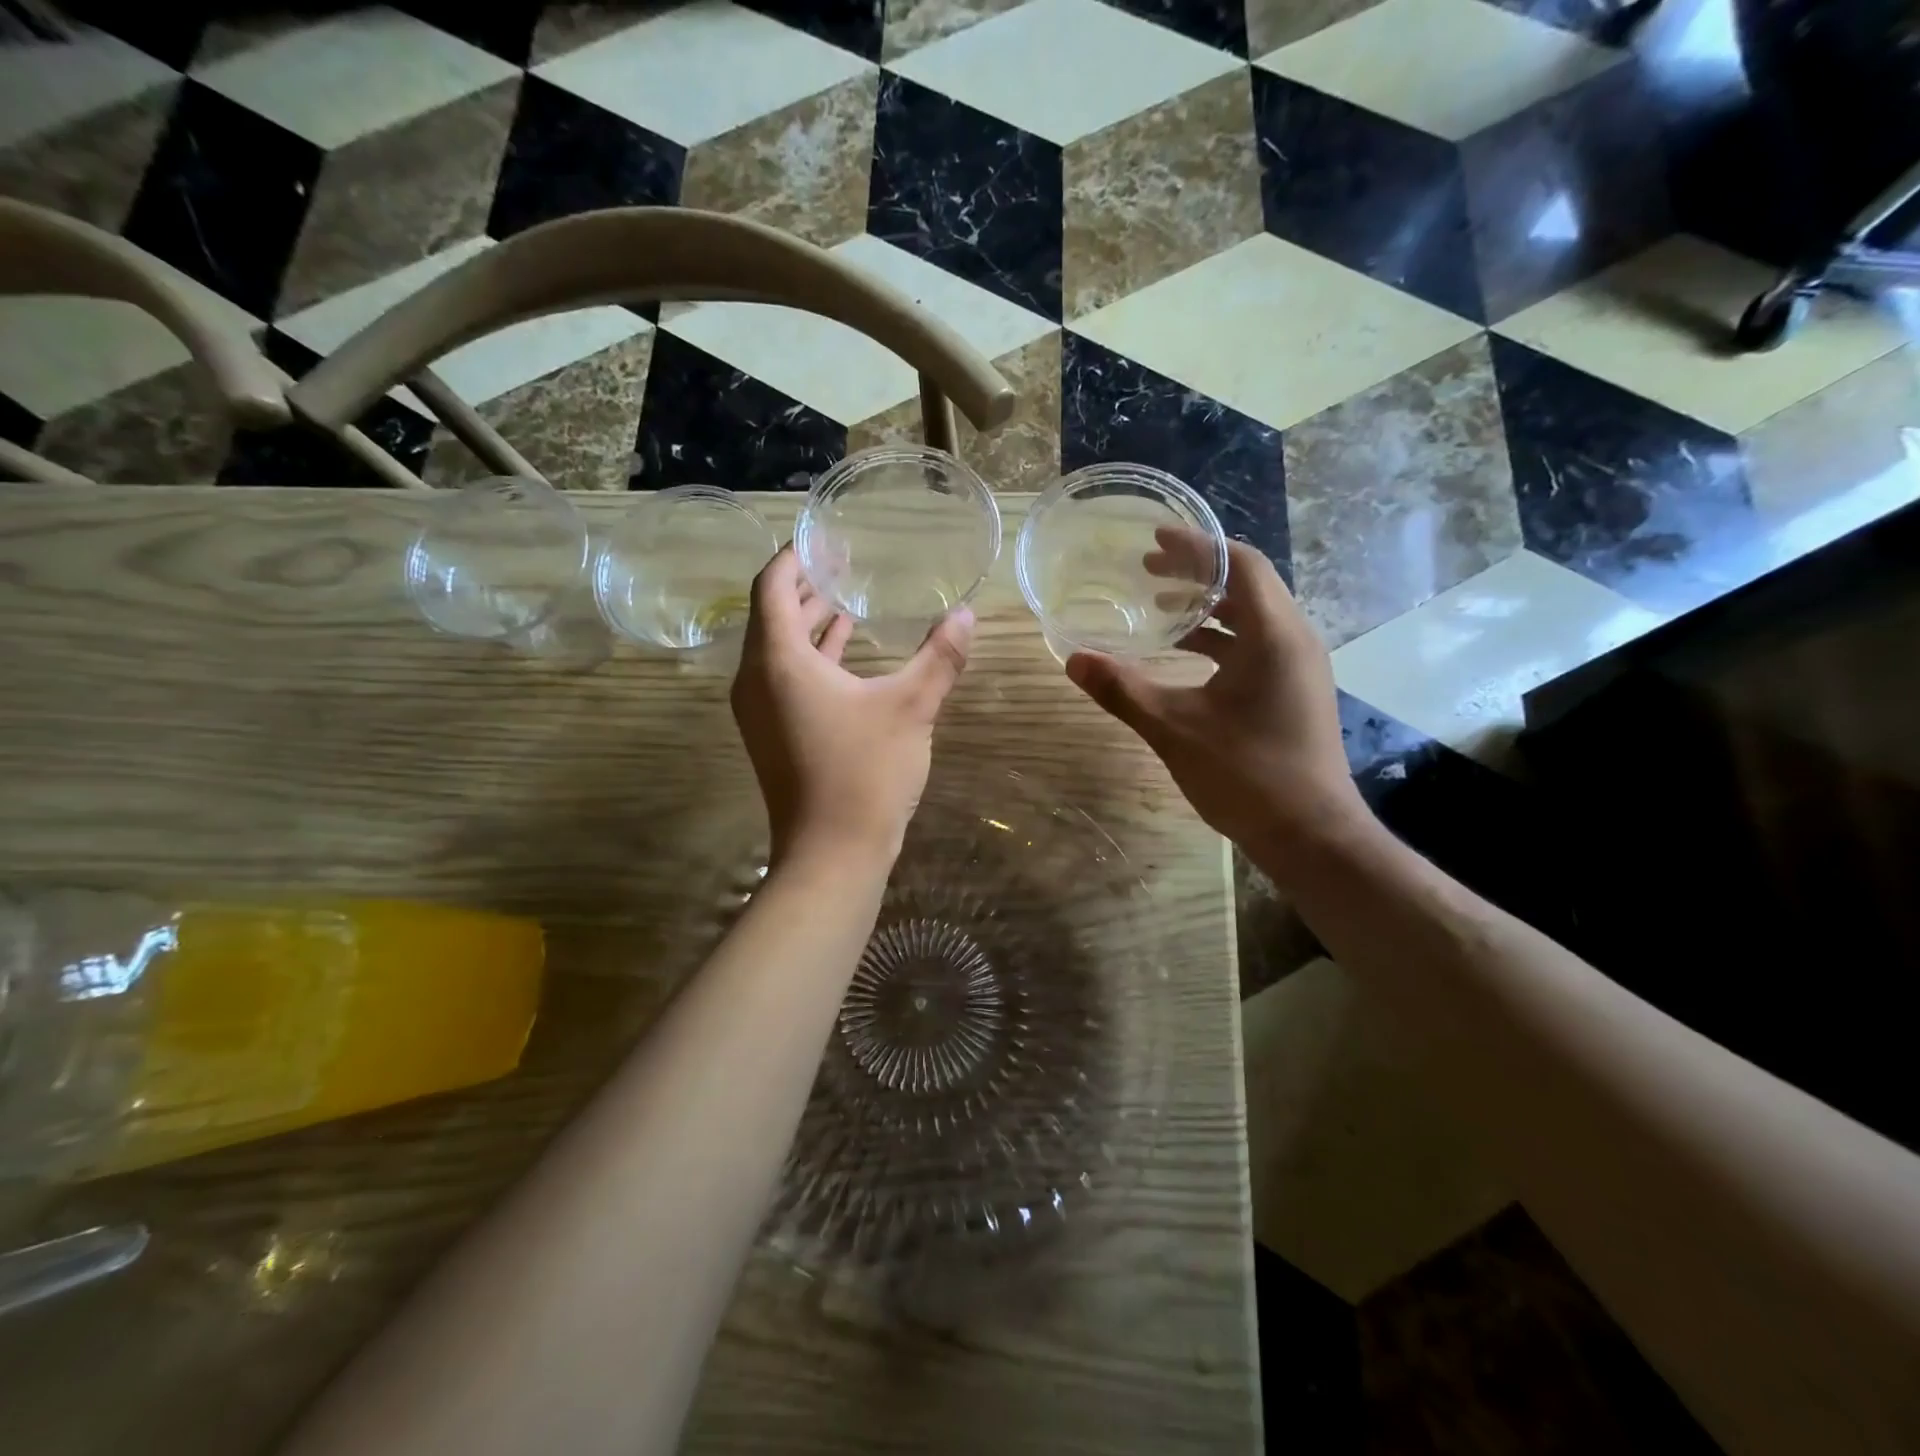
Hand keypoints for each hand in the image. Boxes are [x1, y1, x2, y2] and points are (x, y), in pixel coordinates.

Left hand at [731, 547, 973, 870]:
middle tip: (843, 562)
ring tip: (847, 598)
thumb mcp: (911, 708)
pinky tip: (847, 652)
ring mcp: (759, 710)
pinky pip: (784, 678)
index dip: (795, 556)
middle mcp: (756, 679)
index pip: (772, 585)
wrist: (832, 855)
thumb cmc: (865, 773)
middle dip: (805, 586)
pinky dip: (812, 657)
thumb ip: (940, 657)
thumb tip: (967, 614)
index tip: (825, 538)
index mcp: (778, 660)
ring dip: (810, 622)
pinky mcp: (772, 734)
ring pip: (778, 648)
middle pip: (772, 614)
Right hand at [1064, 528, 1367, 868]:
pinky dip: (1220, 638)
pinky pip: (1256, 644)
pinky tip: (1183, 654)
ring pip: (1253, 616)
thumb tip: (1074, 659)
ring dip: (1208, 606)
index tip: (1154, 540)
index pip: (1240, 563)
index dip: (1196, 547)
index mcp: (1273, 635)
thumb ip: (1123, 689)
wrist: (1310, 834)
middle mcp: (1294, 640)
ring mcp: (1299, 667)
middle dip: (1197, 572)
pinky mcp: (1295, 690)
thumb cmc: (1246, 774)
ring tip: (1159, 606)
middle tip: (1147, 569)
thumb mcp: (1174, 728)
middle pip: (1247, 584)